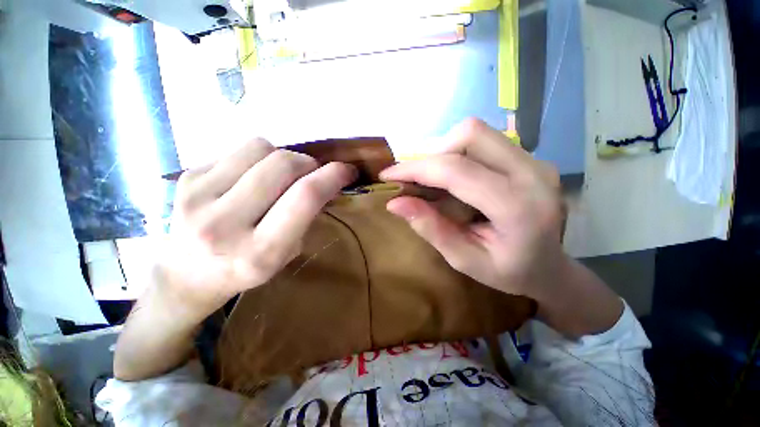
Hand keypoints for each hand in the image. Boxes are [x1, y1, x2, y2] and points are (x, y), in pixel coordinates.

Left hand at [158, 138, 356, 315]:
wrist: (186, 275)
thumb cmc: (246, 269)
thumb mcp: (287, 253)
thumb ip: (306, 216)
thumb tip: (325, 181)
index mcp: (260, 251)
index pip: (305, 197)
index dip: (333, 176)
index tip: (348, 170)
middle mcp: (225, 224)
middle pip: (284, 165)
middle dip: (310, 163)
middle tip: (313, 172)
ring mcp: (197, 197)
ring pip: (261, 147)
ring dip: (284, 156)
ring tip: (282, 174)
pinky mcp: (185, 177)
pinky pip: (239, 148)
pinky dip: (259, 156)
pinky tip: (254, 175)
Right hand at [380, 119, 566, 301]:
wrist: (552, 269)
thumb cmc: (510, 272)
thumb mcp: (465, 261)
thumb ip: (431, 229)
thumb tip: (395, 203)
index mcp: (518, 207)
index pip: (456, 171)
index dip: (415, 169)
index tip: (388, 175)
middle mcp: (533, 173)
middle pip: (470, 134)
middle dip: (432, 154)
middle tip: (417, 180)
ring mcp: (536, 161)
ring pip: (476, 133)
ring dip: (444, 153)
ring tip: (434, 181)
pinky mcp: (531, 158)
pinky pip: (485, 141)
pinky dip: (459, 155)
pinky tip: (455, 179)